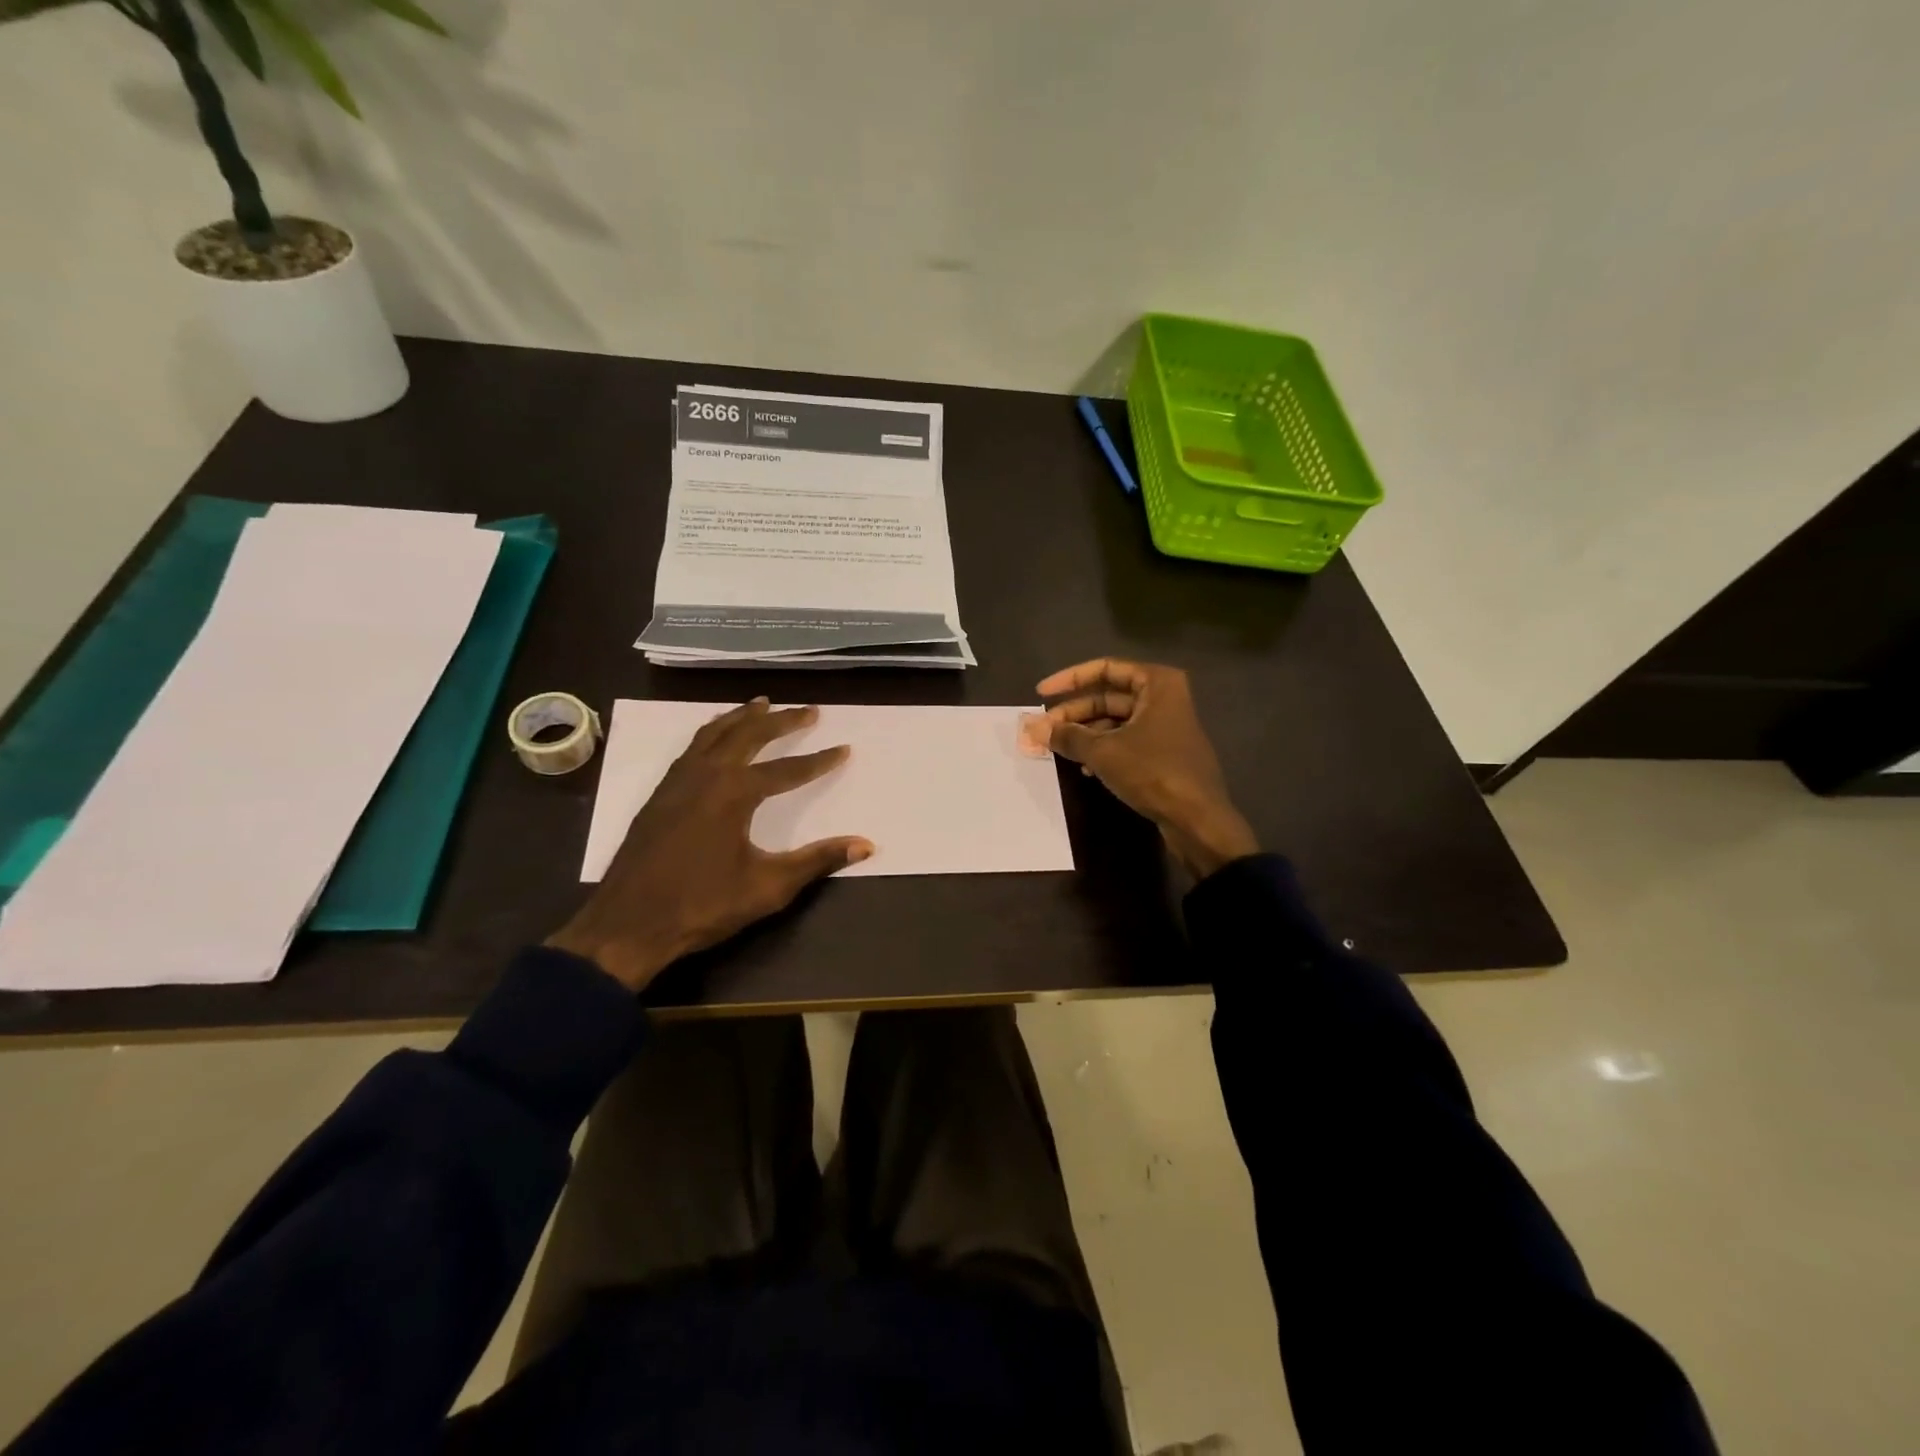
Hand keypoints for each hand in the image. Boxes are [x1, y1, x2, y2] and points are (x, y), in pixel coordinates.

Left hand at [546, 699, 872, 991]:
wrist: (627, 925)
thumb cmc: (702, 905)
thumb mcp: (768, 887)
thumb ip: (817, 860)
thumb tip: (866, 845)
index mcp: (734, 793)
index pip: (788, 770)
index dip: (819, 761)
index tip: (845, 749)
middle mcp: (706, 775)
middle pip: (749, 736)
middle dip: (782, 721)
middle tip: (809, 710)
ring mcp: (678, 781)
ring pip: (715, 733)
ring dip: (742, 717)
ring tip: (762, 704)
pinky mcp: (660, 794)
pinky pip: (692, 747)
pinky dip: (712, 732)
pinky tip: (716, 738)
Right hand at [1032, 658, 1257, 877]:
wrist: (1198, 819)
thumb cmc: (1152, 772)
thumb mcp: (1103, 752)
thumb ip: (1067, 736)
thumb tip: (1031, 728)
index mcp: (1157, 683)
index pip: (1104, 669)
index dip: (1069, 679)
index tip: (1041, 694)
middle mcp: (1164, 698)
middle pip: (1108, 697)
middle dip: (1073, 714)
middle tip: (1042, 731)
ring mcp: (1166, 726)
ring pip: (1115, 722)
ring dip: (1085, 735)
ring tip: (1057, 750)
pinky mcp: (1164, 753)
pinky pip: (1126, 742)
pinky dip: (1103, 750)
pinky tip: (1084, 769)